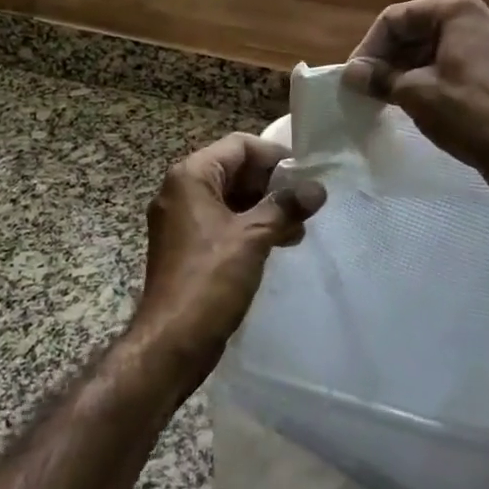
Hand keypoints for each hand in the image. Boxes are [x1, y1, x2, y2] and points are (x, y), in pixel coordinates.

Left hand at [133, 133, 326, 388]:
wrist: (171, 343)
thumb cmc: (209, 280)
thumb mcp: (253, 237)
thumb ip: (285, 207)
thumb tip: (317, 188)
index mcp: (190, 177)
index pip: (239, 146)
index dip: (274, 156)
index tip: (305, 175)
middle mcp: (181, 191)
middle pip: (234, 170)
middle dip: (272, 185)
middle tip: (306, 203)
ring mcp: (182, 220)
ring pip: (231, 198)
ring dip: (265, 208)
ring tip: (298, 228)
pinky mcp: (188, 247)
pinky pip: (224, 223)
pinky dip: (251, 227)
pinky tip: (278, 244)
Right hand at [342, 0, 488, 193]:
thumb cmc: (467, 111)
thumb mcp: (415, 93)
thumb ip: (380, 78)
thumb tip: (351, 74)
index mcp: (457, 9)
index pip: (397, 18)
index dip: (370, 47)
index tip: (355, 78)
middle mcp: (481, 15)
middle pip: (419, 29)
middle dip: (390, 58)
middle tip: (369, 88)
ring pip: (439, 47)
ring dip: (410, 69)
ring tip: (389, 97)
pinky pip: (460, 63)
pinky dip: (435, 77)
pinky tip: (421, 102)